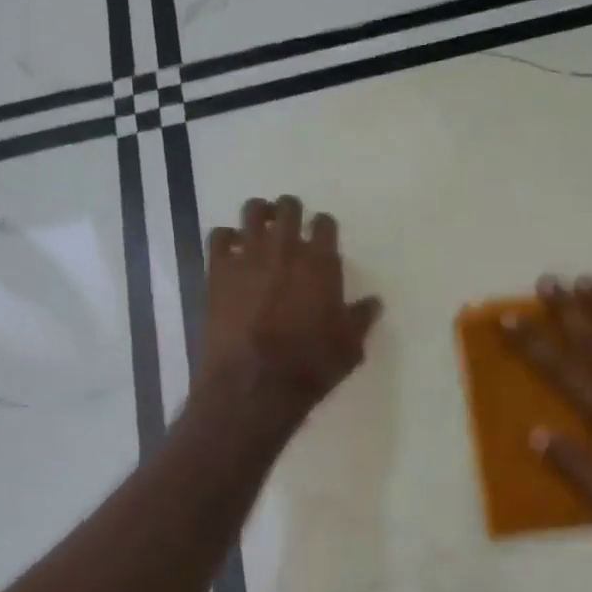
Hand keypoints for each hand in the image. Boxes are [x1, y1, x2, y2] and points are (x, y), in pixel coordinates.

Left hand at [197, 195, 382, 432]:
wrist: (255, 384)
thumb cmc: (310, 365)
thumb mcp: (349, 346)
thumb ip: (361, 318)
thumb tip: (373, 302)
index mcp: (321, 263)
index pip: (325, 224)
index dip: (323, 227)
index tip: (321, 235)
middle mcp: (285, 249)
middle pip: (288, 208)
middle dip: (290, 211)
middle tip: (289, 223)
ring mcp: (248, 256)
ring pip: (253, 212)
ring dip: (259, 214)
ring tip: (260, 226)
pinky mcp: (218, 271)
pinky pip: (218, 236)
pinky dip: (226, 237)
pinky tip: (231, 249)